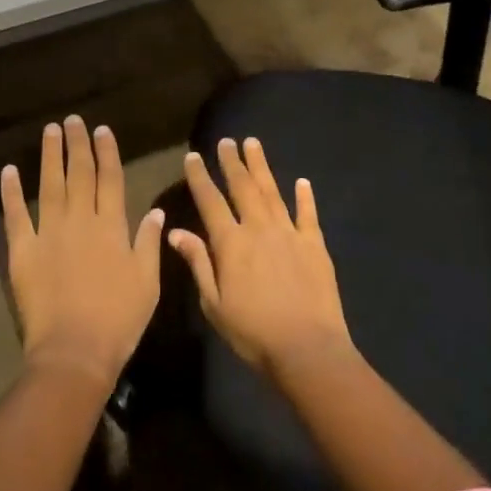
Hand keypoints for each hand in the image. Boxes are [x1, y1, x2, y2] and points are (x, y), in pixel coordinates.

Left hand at [0, 116, 164, 390]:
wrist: (75, 352)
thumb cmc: (119, 320)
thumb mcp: (147, 282)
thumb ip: (149, 243)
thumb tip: (155, 212)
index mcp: (111, 226)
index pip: (110, 179)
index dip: (106, 153)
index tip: (102, 130)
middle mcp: (80, 220)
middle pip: (79, 174)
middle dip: (78, 145)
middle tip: (73, 120)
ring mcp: (49, 233)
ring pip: (50, 185)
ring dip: (50, 156)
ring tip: (50, 131)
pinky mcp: (23, 250)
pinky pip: (16, 215)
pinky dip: (12, 192)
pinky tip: (10, 171)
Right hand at [171, 137, 354, 377]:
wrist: (307, 349)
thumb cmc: (253, 333)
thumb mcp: (214, 304)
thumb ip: (198, 263)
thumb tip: (175, 231)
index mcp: (231, 243)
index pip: (210, 201)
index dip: (200, 177)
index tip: (193, 156)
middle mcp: (259, 229)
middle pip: (243, 187)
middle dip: (232, 162)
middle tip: (226, 141)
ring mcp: (289, 233)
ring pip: (272, 192)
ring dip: (261, 167)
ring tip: (253, 144)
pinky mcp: (315, 245)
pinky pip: (308, 214)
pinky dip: (304, 196)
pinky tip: (302, 181)